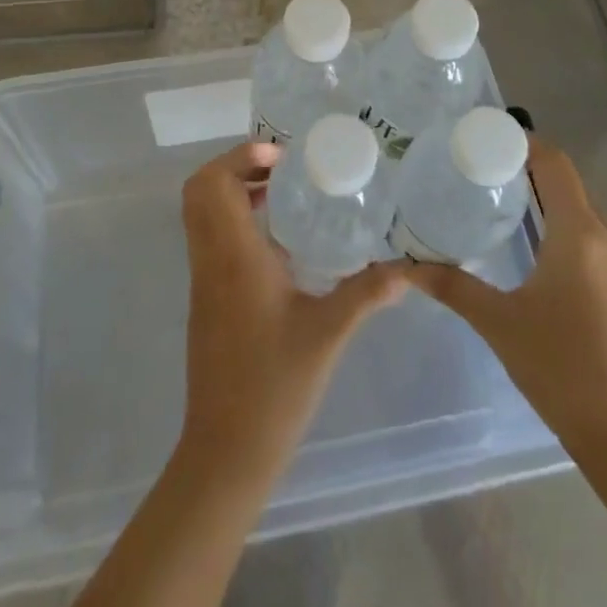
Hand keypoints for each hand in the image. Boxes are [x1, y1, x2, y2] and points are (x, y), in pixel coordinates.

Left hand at [178, 143, 407, 479]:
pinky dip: (233, 220)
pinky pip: (209, 238)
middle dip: (235, 167)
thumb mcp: (328, 334)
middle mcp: (210, 259)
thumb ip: (367, 294)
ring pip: (201, 214)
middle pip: (200, 190)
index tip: (282, 157)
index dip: (240, 157)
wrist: (226, 450)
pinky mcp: (205, 299)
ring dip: (233, 192)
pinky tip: (278, 241)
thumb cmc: (275, 386)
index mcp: (234, 256)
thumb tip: (407, 269)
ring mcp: (202, 279)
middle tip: (281, 169)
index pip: (214, 183)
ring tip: (283, 194)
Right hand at [406, 137, 606, 457]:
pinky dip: (569, 230)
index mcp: (579, 235)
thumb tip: (406, 266)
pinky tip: (543, 256)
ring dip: (552, 201)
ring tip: (509, 205)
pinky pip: (598, 241)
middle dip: (532, 170)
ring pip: (587, 214)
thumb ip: (453, 287)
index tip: (489, 138)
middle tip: (487, 170)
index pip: (556, 164)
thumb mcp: (500, 324)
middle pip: (571, 185)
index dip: (526, 142)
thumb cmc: (562, 371)